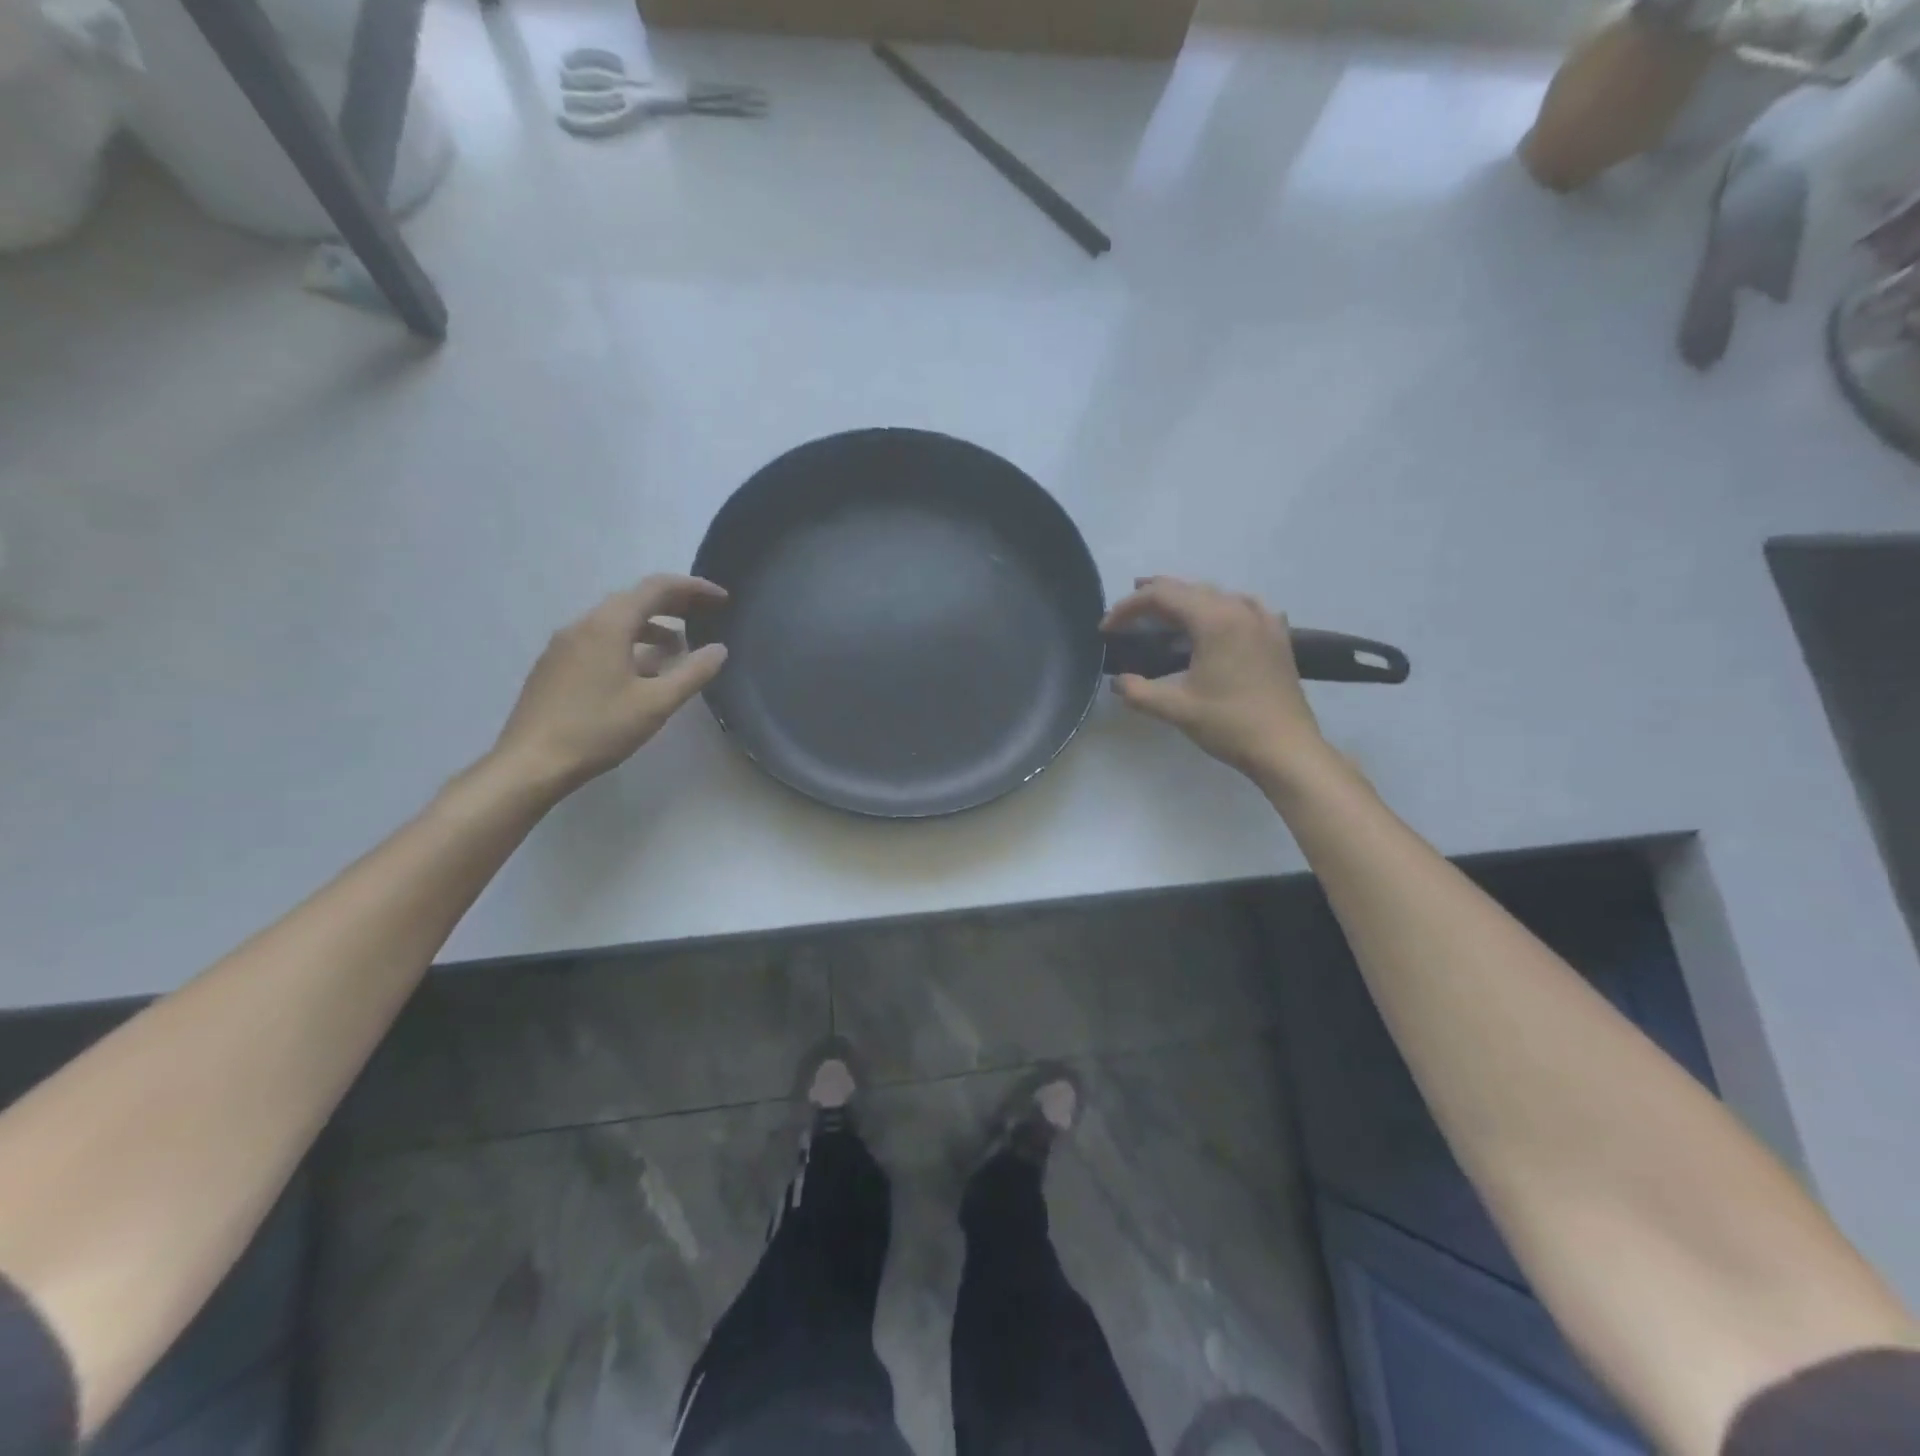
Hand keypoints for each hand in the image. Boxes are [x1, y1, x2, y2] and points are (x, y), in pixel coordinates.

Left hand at [491, 575, 728, 792]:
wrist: (531, 763)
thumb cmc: (598, 729)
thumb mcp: (656, 703)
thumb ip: (692, 673)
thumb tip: (719, 649)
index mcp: (608, 626)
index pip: (656, 588)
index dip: (693, 588)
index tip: (722, 598)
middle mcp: (583, 625)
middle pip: (634, 600)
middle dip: (674, 604)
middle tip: (706, 615)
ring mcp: (564, 645)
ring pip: (616, 622)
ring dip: (652, 627)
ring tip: (679, 649)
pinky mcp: (555, 666)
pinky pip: (600, 640)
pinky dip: (630, 643)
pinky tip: (641, 672)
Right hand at [1103, 576, 1331, 784]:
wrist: (1287, 749)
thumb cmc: (1230, 725)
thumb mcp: (1175, 709)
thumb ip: (1138, 692)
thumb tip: (1117, 682)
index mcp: (1214, 620)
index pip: (1162, 596)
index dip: (1128, 607)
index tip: (1106, 628)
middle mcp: (1240, 609)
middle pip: (1188, 588)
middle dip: (1152, 597)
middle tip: (1125, 613)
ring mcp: (1263, 620)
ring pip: (1215, 594)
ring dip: (1184, 598)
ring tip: (1161, 609)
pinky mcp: (1276, 636)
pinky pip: (1242, 606)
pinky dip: (1218, 607)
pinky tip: (1216, 619)